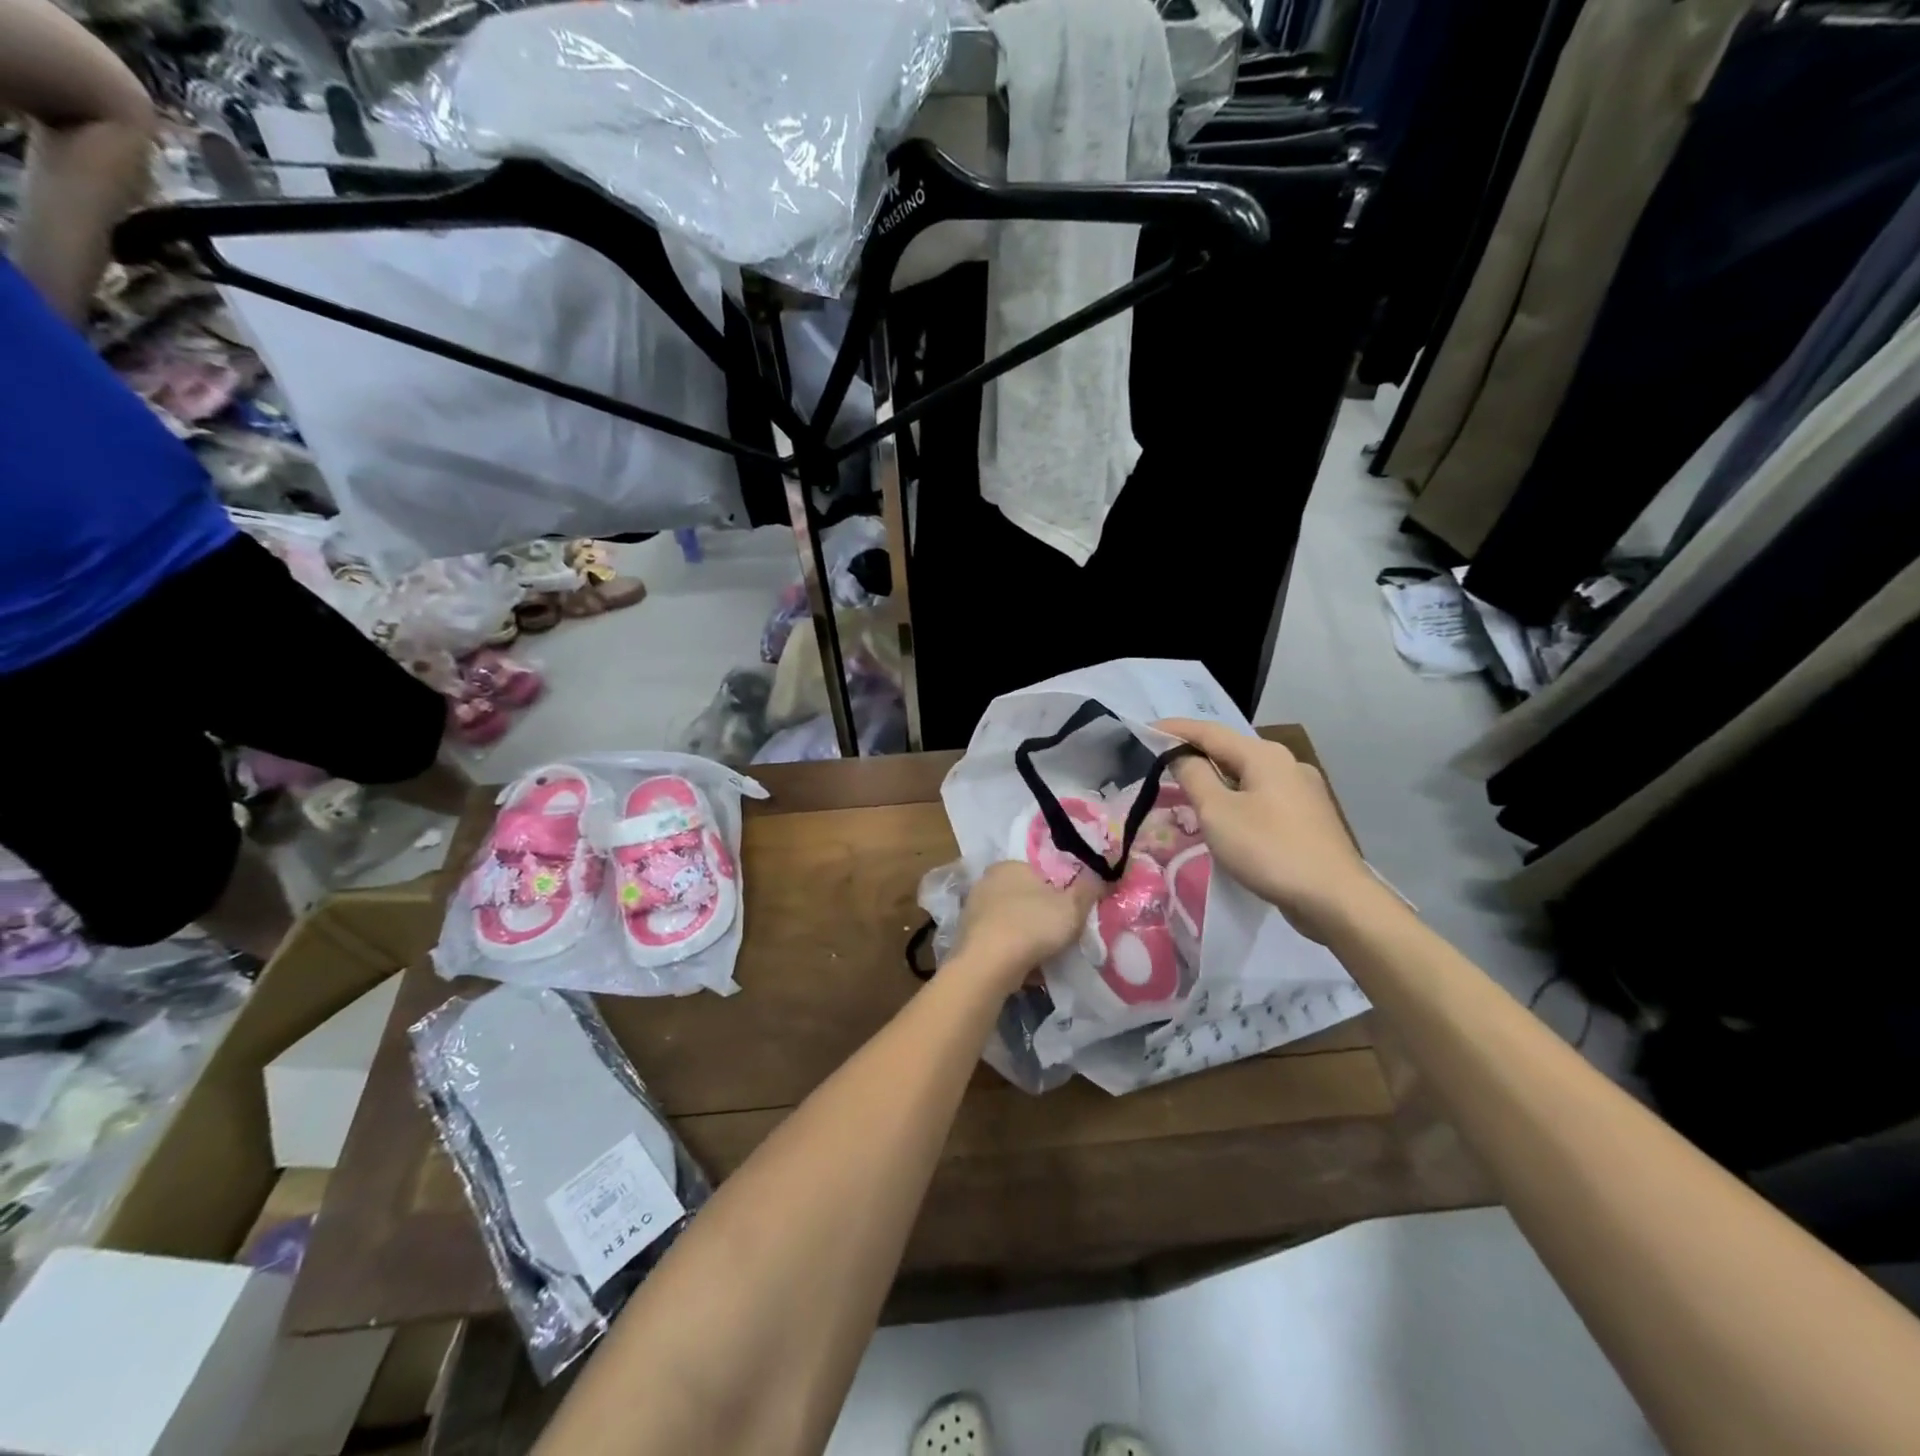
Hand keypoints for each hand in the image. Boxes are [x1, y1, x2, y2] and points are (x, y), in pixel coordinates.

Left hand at [950, 860, 1101, 990]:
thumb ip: (1089, 889)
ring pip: (1011, 920)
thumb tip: (1102, 874)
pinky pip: (998, 942)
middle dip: (1041, 913)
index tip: (1072, 908)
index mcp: (1009, 866)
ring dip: (1026, 935)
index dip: (1059, 889)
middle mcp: (986, 882)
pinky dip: (1012, 952)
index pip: (1039, 871)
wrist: (987, 966)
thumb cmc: (1032, 926)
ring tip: (1046, 954)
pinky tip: (1026, 967)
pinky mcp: (967, 938)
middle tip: (1061, 932)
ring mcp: (973, 910)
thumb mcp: (1072, 907)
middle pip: (1024, 896)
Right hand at [1156, 718, 1386, 943]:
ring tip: (1189, 793)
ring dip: (1216, 780)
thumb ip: (1194, 776)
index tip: (1145, 729)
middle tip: (1162, 764)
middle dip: (1196, 755)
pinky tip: (1228, 819)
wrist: (1335, 899)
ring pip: (1247, 776)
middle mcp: (1287, 764)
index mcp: (1264, 755)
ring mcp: (1302, 791)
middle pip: (1230, 751)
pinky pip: (1262, 798)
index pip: (1209, 731)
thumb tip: (1180, 754)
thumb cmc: (1269, 849)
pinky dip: (1236, 799)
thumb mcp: (1218, 812)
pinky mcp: (1308, 818)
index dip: (1175, 729)